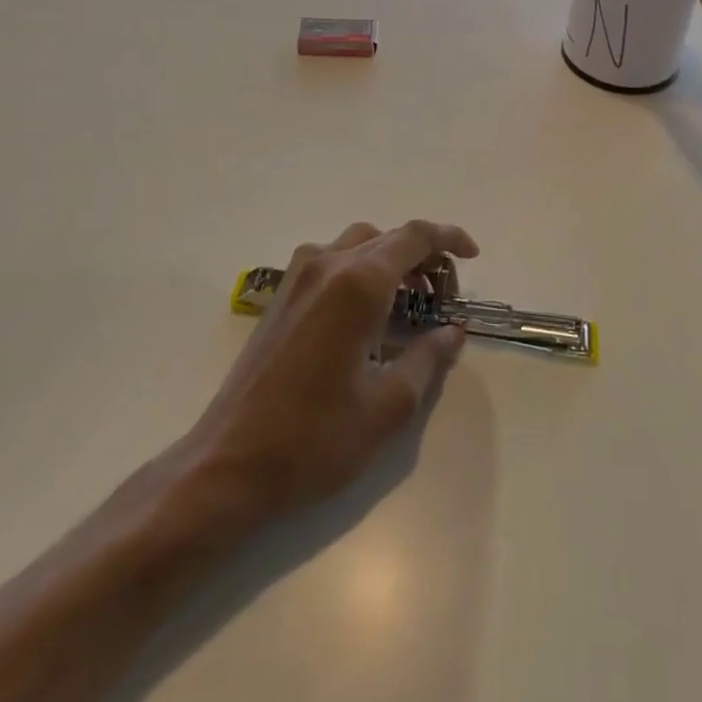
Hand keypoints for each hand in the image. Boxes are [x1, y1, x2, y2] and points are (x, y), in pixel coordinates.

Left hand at [186, 220, 476, 519]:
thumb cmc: (314, 438)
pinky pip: (330, 261)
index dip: (449, 238)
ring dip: (390, 260)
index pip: (414, 237)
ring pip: (356, 244)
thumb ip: (427, 359)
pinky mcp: (280, 296)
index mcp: (357, 283)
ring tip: (409, 302)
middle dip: (422, 255)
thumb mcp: (388, 406)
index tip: (473, 255)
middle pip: (386, 237)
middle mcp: (326, 265)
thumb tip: (452, 332)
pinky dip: (360, 270)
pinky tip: (366, 315)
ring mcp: (297, 277)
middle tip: (443, 296)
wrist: (228, 464)